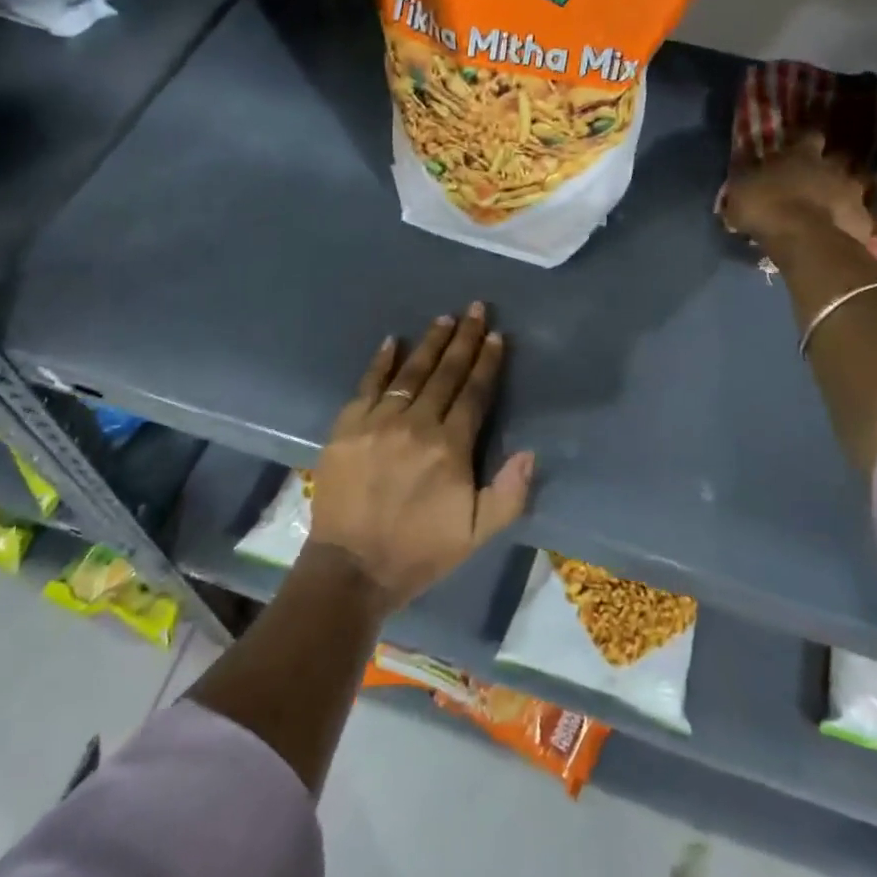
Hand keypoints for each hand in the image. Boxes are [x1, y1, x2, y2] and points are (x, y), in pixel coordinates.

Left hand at [305, 302, 533, 611]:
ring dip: (429, 344)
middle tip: (474, 308)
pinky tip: (392, 341)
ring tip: (443, 319)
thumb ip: (509, 493)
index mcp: (450, 448)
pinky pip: (367, 385)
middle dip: (463, 339)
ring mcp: (378, 422)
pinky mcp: (346, 427)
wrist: (352, 568)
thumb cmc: (420, 551)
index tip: (495, 335)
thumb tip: (529, 451)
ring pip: (410, 373)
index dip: (486, 362)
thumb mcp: (477, 534)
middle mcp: (416, 425)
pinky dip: (381, 362)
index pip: (474, 393)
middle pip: (445, 374)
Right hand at [721, 132, 876, 251]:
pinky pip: (856, 219)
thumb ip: (746, 179)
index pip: (810, 136)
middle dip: (828, 170)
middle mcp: (833, 168)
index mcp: (803, 155)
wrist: (804, 240)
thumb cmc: (766, 207)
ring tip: (826, 213)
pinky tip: (835, 235)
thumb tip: (743, 172)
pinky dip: (847, 224)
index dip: (804, 142)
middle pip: (837, 161)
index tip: (798, 149)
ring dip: (840, 197)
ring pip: (851, 189)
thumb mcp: (740, 191)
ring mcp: (854, 194)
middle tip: (814, 184)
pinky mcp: (864, 221)